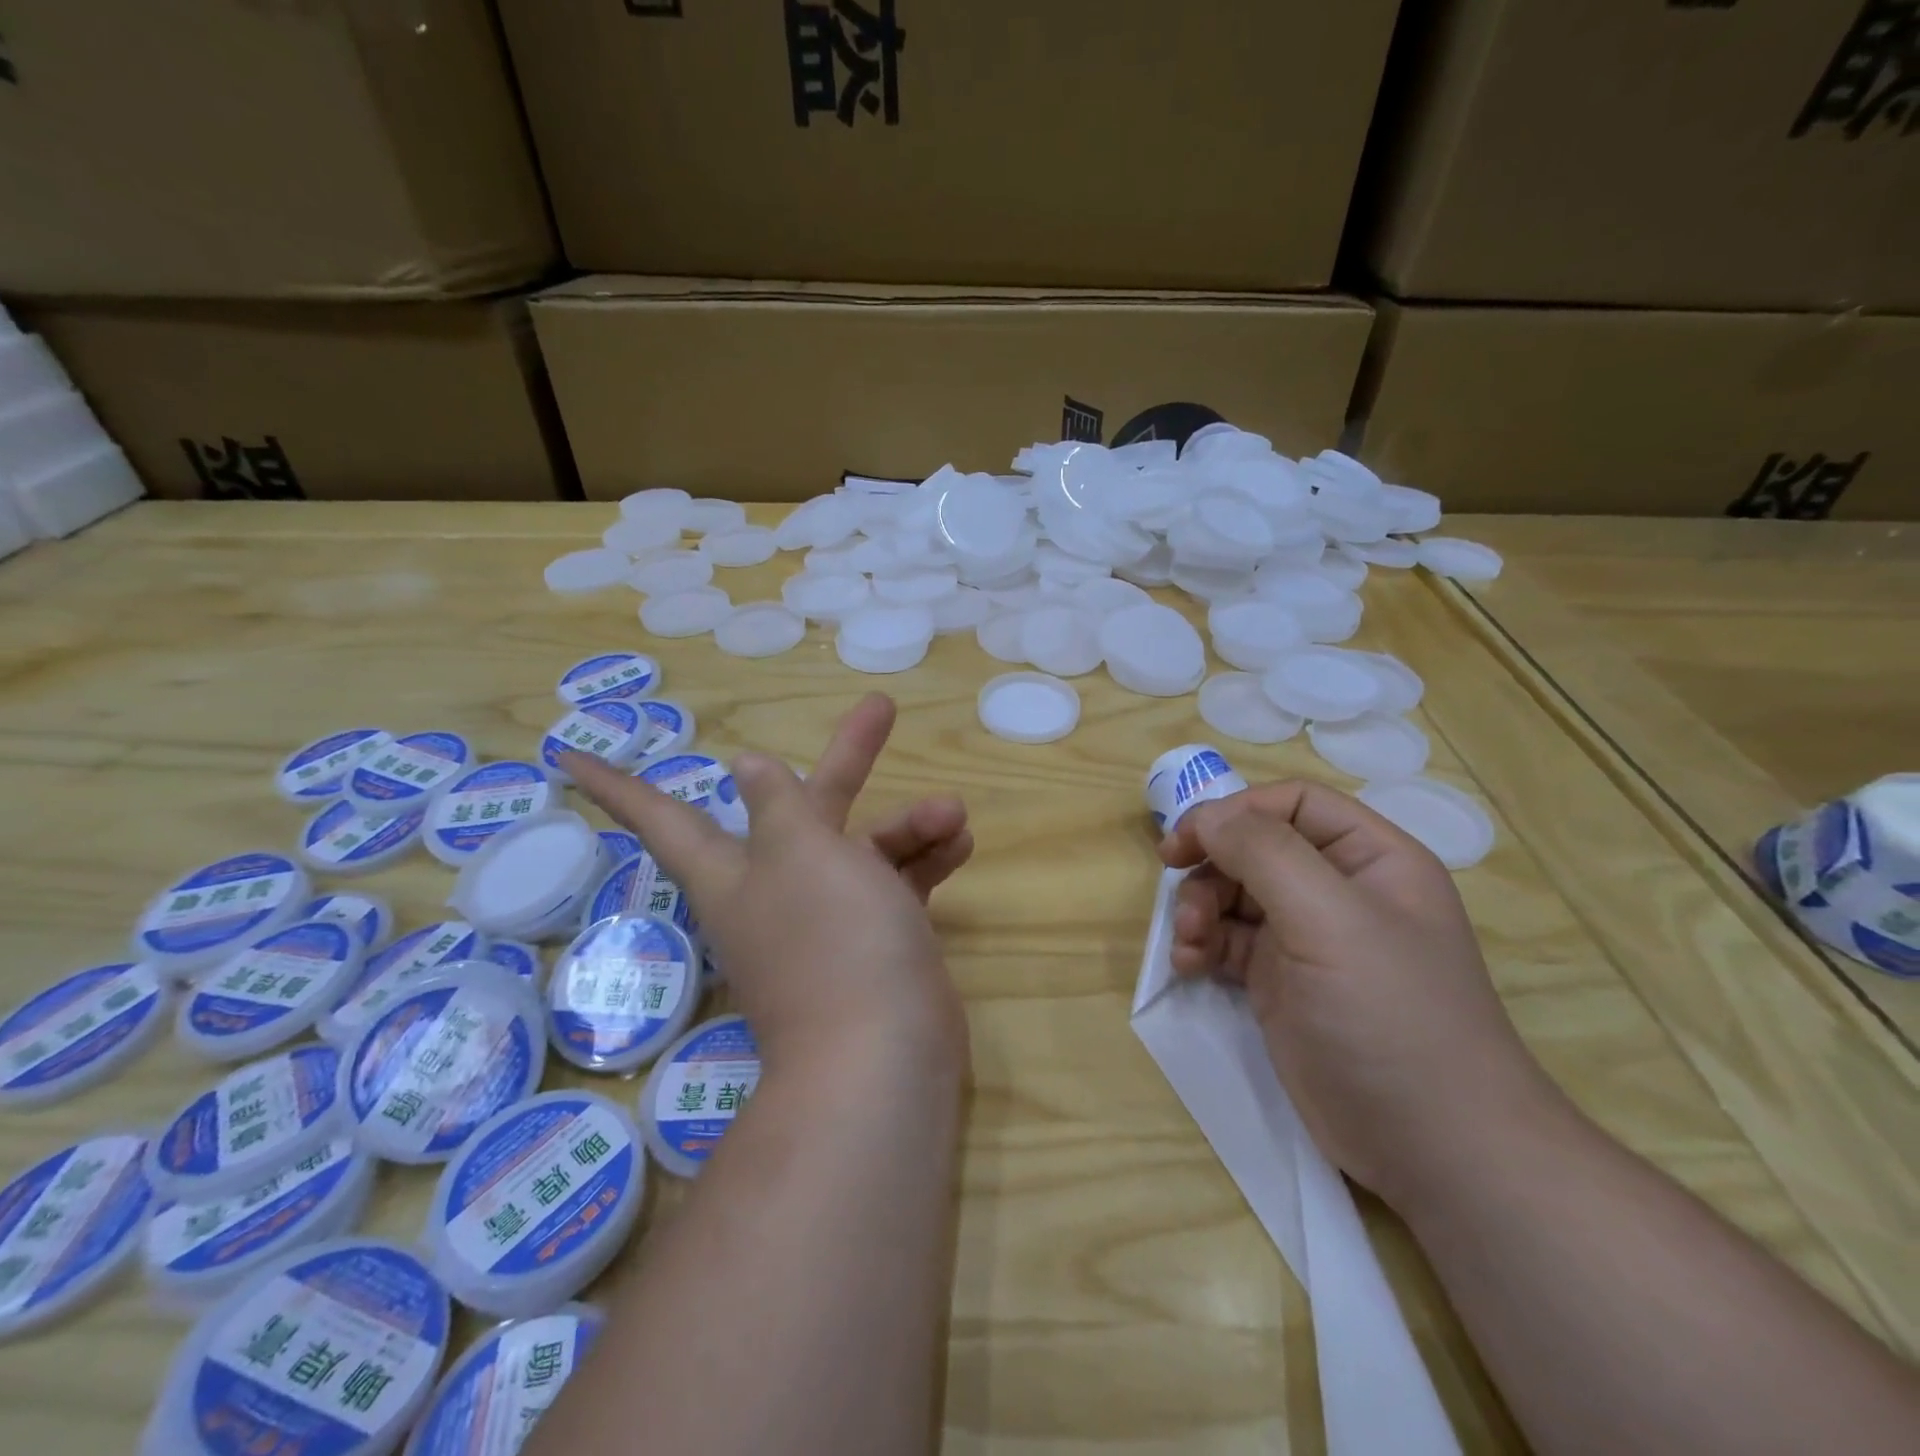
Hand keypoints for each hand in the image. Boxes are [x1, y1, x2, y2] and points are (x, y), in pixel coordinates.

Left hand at [563, 695, 972, 1072]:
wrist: (885, 1054)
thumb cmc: (832, 937)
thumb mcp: (801, 852)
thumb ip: (777, 803)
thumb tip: (743, 767)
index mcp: (736, 870)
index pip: (661, 817)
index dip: (616, 784)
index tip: (565, 756)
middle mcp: (779, 889)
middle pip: (809, 806)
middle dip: (851, 758)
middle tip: (882, 709)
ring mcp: (831, 918)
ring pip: (869, 847)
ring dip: (912, 824)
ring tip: (953, 814)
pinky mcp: (877, 941)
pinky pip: (899, 886)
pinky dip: (927, 862)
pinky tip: (960, 844)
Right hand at [1159, 781, 1552, 1208]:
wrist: (1432, 1146)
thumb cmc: (1390, 1014)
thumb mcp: (1330, 919)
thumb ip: (1264, 853)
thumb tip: (1206, 816)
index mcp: (1370, 858)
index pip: (1293, 803)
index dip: (1237, 811)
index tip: (1188, 840)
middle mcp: (1337, 890)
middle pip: (1254, 847)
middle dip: (1211, 867)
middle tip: (1177, 894)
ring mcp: (1307, 938)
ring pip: (1233, 893)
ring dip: (1198, 908)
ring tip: (1188, 942)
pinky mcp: (1280, 982)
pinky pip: (1226, 941)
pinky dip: (1201, 945)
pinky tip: (1189, 966)